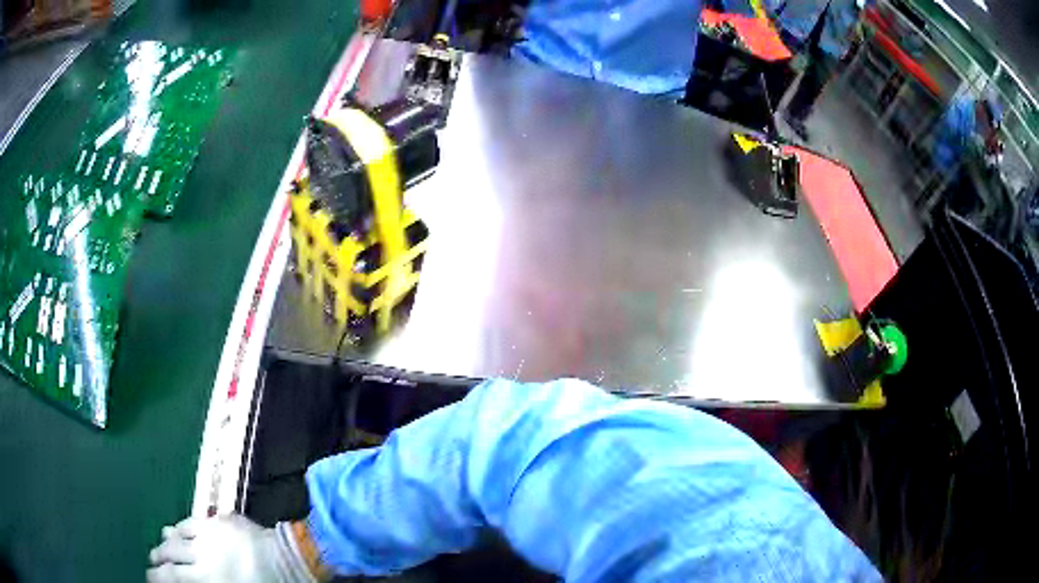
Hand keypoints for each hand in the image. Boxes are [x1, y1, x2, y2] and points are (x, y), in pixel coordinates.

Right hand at [147, 515, 315, 582]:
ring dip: (166, 539)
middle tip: (153, 560)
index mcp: (206, 577)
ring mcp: (209, 533)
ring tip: (161, 542)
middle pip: (169, 552)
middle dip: (158, 556)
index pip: (171, 577)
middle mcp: (201, 554)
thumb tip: (187, 578)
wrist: (290, 559)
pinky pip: (192, 521)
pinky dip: (182, 526)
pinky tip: (178, 528)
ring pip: (176, 533)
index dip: (157, 576)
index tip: (149, 576)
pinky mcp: (219, 519)